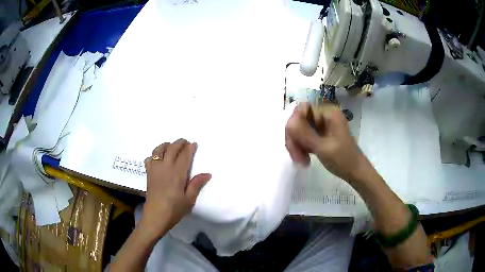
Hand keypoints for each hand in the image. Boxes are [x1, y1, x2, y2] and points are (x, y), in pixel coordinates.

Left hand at [140, 139, 211, 238]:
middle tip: (185, 142)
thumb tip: (207, 174)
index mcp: (177, 173)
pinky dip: (155, 155)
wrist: (156, 216)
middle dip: (179, 143)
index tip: (194, 143)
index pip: (184, 155)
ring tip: (172, 147)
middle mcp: (165, 167)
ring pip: (159, 149)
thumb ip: (196, 184)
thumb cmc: (174, 209)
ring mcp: (155, 169)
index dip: (189, 148)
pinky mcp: (148, 173)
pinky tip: (159, 159)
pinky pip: (150, 158)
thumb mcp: (189, 199)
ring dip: (166, 145)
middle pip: (172, 148)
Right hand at [285, 103, 369, 182]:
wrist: (355, 172)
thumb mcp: (323, 147)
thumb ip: (305, 134)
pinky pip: (304, 136)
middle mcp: (324, 114)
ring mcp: (322, 124)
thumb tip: (288, 122)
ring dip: (297, 145)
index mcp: (328, 112)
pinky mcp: (320, 133)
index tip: (293, 145)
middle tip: (296, 158)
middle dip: (295, 139)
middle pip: (298, 120)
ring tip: (302, 161)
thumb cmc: (343, 160)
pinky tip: (304, 159)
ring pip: (299, 130)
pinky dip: (301, 147)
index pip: (301, 110)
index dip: (294, 126)